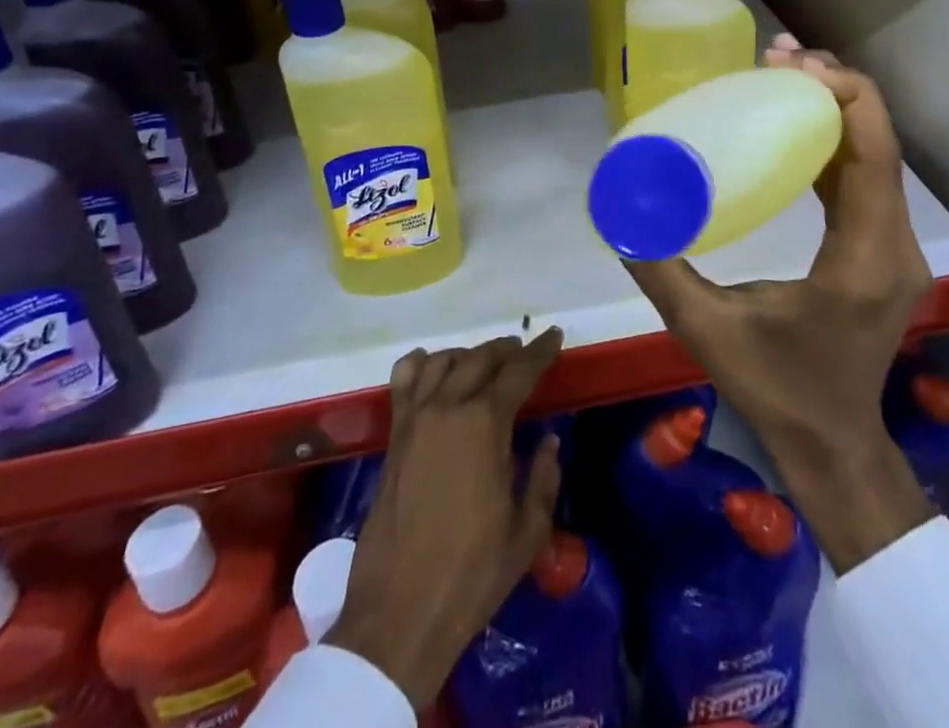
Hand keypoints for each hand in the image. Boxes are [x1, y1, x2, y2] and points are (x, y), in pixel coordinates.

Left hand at [328, 330, 564, 708]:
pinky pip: (405, 380)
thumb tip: (549, 441)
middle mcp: (448, 407)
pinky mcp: (393, 436)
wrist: (400, 611)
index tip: (554, 335)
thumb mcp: (527, 532)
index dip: (540, 351)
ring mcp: (415, 418)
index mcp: (485, 424)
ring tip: (486, 363)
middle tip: (525, 352)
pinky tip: (435, 370)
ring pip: (443, 360)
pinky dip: (422, 363)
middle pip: (480, 358)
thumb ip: (544, 478)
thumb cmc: (472, 573)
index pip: (519, 371)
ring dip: (469, 354)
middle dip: (507, 350)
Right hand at [624, 38, 937, 572]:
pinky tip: (794, 126)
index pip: (874, 151)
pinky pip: (868, 178)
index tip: (790, 63)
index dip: (842, 93)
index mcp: (863, 256)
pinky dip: (835, 141)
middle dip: (832, 87)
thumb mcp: (706, 329)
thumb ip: (660, 267)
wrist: (835, 446)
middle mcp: (895, 243)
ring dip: (835, 109)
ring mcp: (897, 247)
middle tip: (775, 56)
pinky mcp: (885, 251)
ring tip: (782, 75)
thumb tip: (618, 209)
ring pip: (877, 155)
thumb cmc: (776, 390)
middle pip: (880, 141)